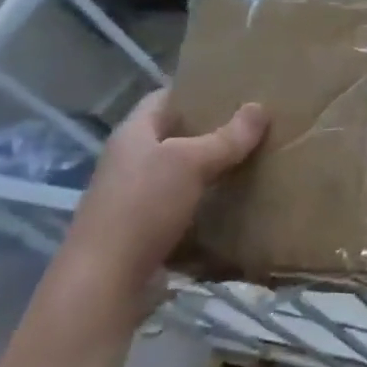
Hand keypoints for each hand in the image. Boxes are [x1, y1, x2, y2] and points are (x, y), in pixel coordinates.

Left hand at [53, 92, 267, 331]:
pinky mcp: (149, 226)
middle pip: (176, 134)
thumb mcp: (190, 163)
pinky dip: (211, 198)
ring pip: (183, 170)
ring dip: (215, 165)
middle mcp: (131, 161)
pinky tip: (240, 198)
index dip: (196, 89)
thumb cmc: (142, 207)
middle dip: (214, 128)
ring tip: (257, 156)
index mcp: (132, 135)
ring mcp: (137, 196)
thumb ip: (227, 137)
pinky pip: (187, 202)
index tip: (235, 86)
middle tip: (257, 121)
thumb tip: (260, 107)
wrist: (106, 280)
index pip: (163, 98)